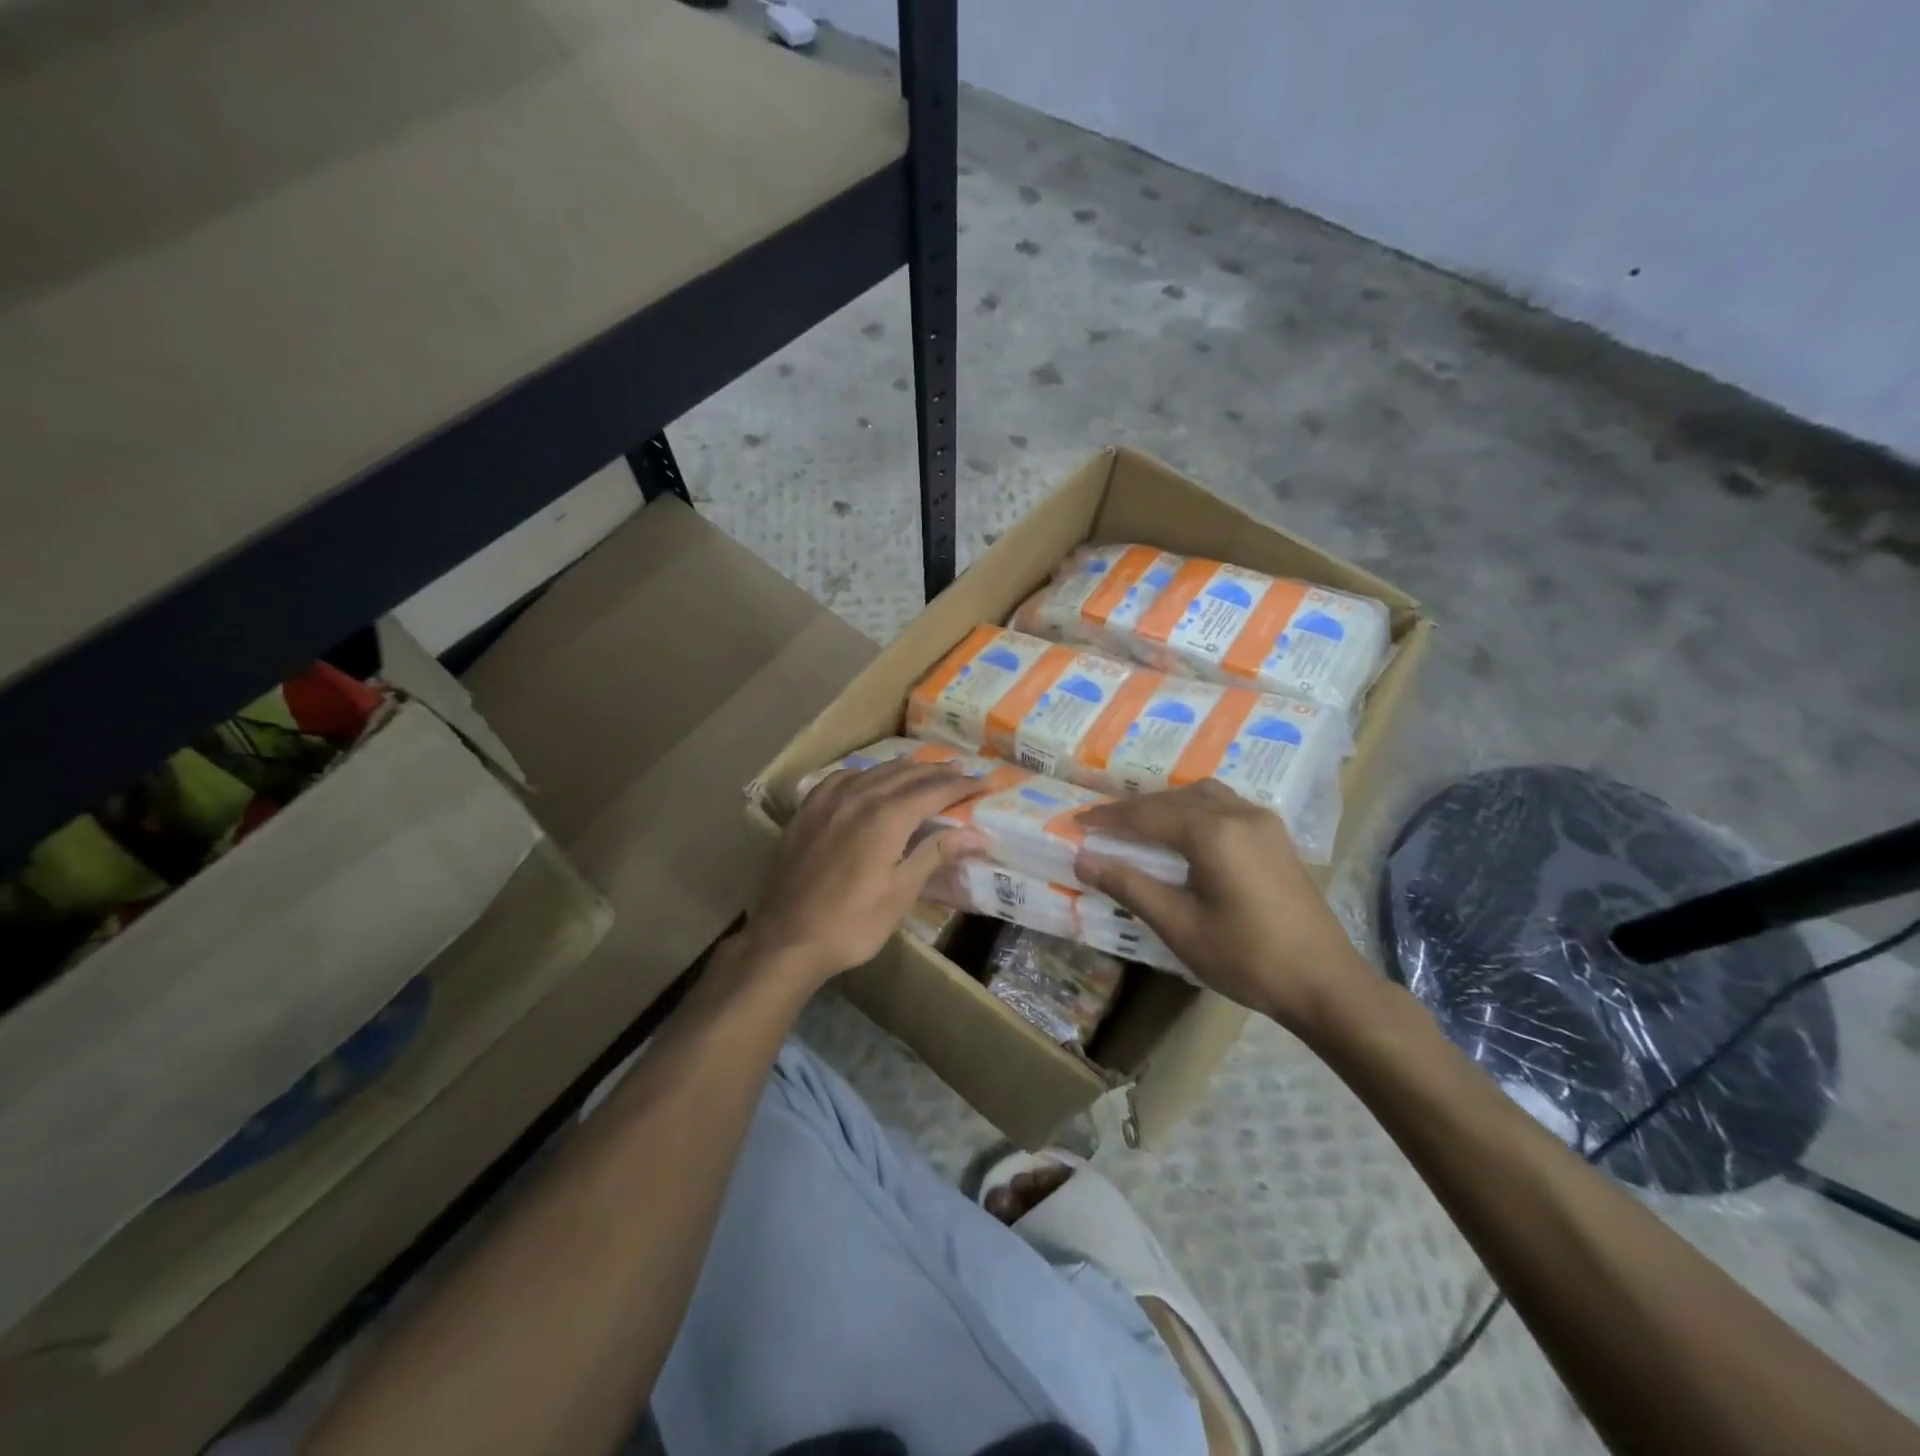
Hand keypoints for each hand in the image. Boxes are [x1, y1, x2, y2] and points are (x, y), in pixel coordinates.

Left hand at [748, 759, 985, 986]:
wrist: (787, 938)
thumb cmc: (852, 923)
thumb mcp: (901, 892)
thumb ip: (937, 853)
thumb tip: (980, 835)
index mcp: (887, 817)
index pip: (934, 790)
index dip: (962, 785)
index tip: (986, 782)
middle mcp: (859, 798)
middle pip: (906, 774)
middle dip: (937, 771)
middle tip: (962, 770)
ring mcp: (828, 802)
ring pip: (874, 772)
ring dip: (904, 768)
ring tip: (924, 768)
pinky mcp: (807, 812)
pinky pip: (841, 779)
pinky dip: (864, 774)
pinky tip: (867, 778)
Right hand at [1073, 780, 1374, 1035]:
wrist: (1325, 983)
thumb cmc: (1247, 958)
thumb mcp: (1180, 925)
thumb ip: (1130, 886)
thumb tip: (1083, 860)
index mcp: (1214, 832)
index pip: (1147, 815)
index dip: (1108, 818)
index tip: (1077, 822)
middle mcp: (1239, 814)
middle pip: (1174, 799)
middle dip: (1135, 809)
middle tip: (1101, 825)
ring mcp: (1263, 822)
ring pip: (1202, 795)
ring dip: (1166, 805)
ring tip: (1138, 824)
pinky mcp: (1275, 836)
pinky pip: (1224, 805)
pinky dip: (1193, 809)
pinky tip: (1183, 831)